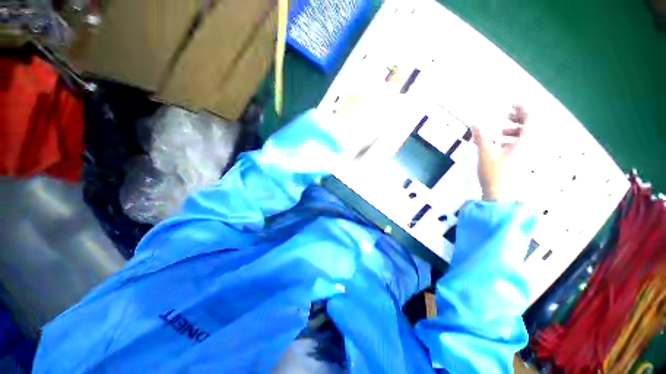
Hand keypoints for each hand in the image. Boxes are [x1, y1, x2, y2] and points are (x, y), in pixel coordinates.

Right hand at [472, 106, 527, 200]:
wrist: (501, 195)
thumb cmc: (495, 174)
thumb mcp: (485, 154)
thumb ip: (481, 137)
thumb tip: (474, 123)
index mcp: (526, 141)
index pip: (533, 117)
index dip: (523, 107)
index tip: (510, 104)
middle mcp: (532, 145)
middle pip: (534, 124)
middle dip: (520, 117)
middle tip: (506, 116)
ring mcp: (530, 153)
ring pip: (529, 134)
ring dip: (517, 128)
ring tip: (501, 131)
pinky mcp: (525, 160)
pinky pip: (525, 143)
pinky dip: (515, 139)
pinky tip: (502, 143)